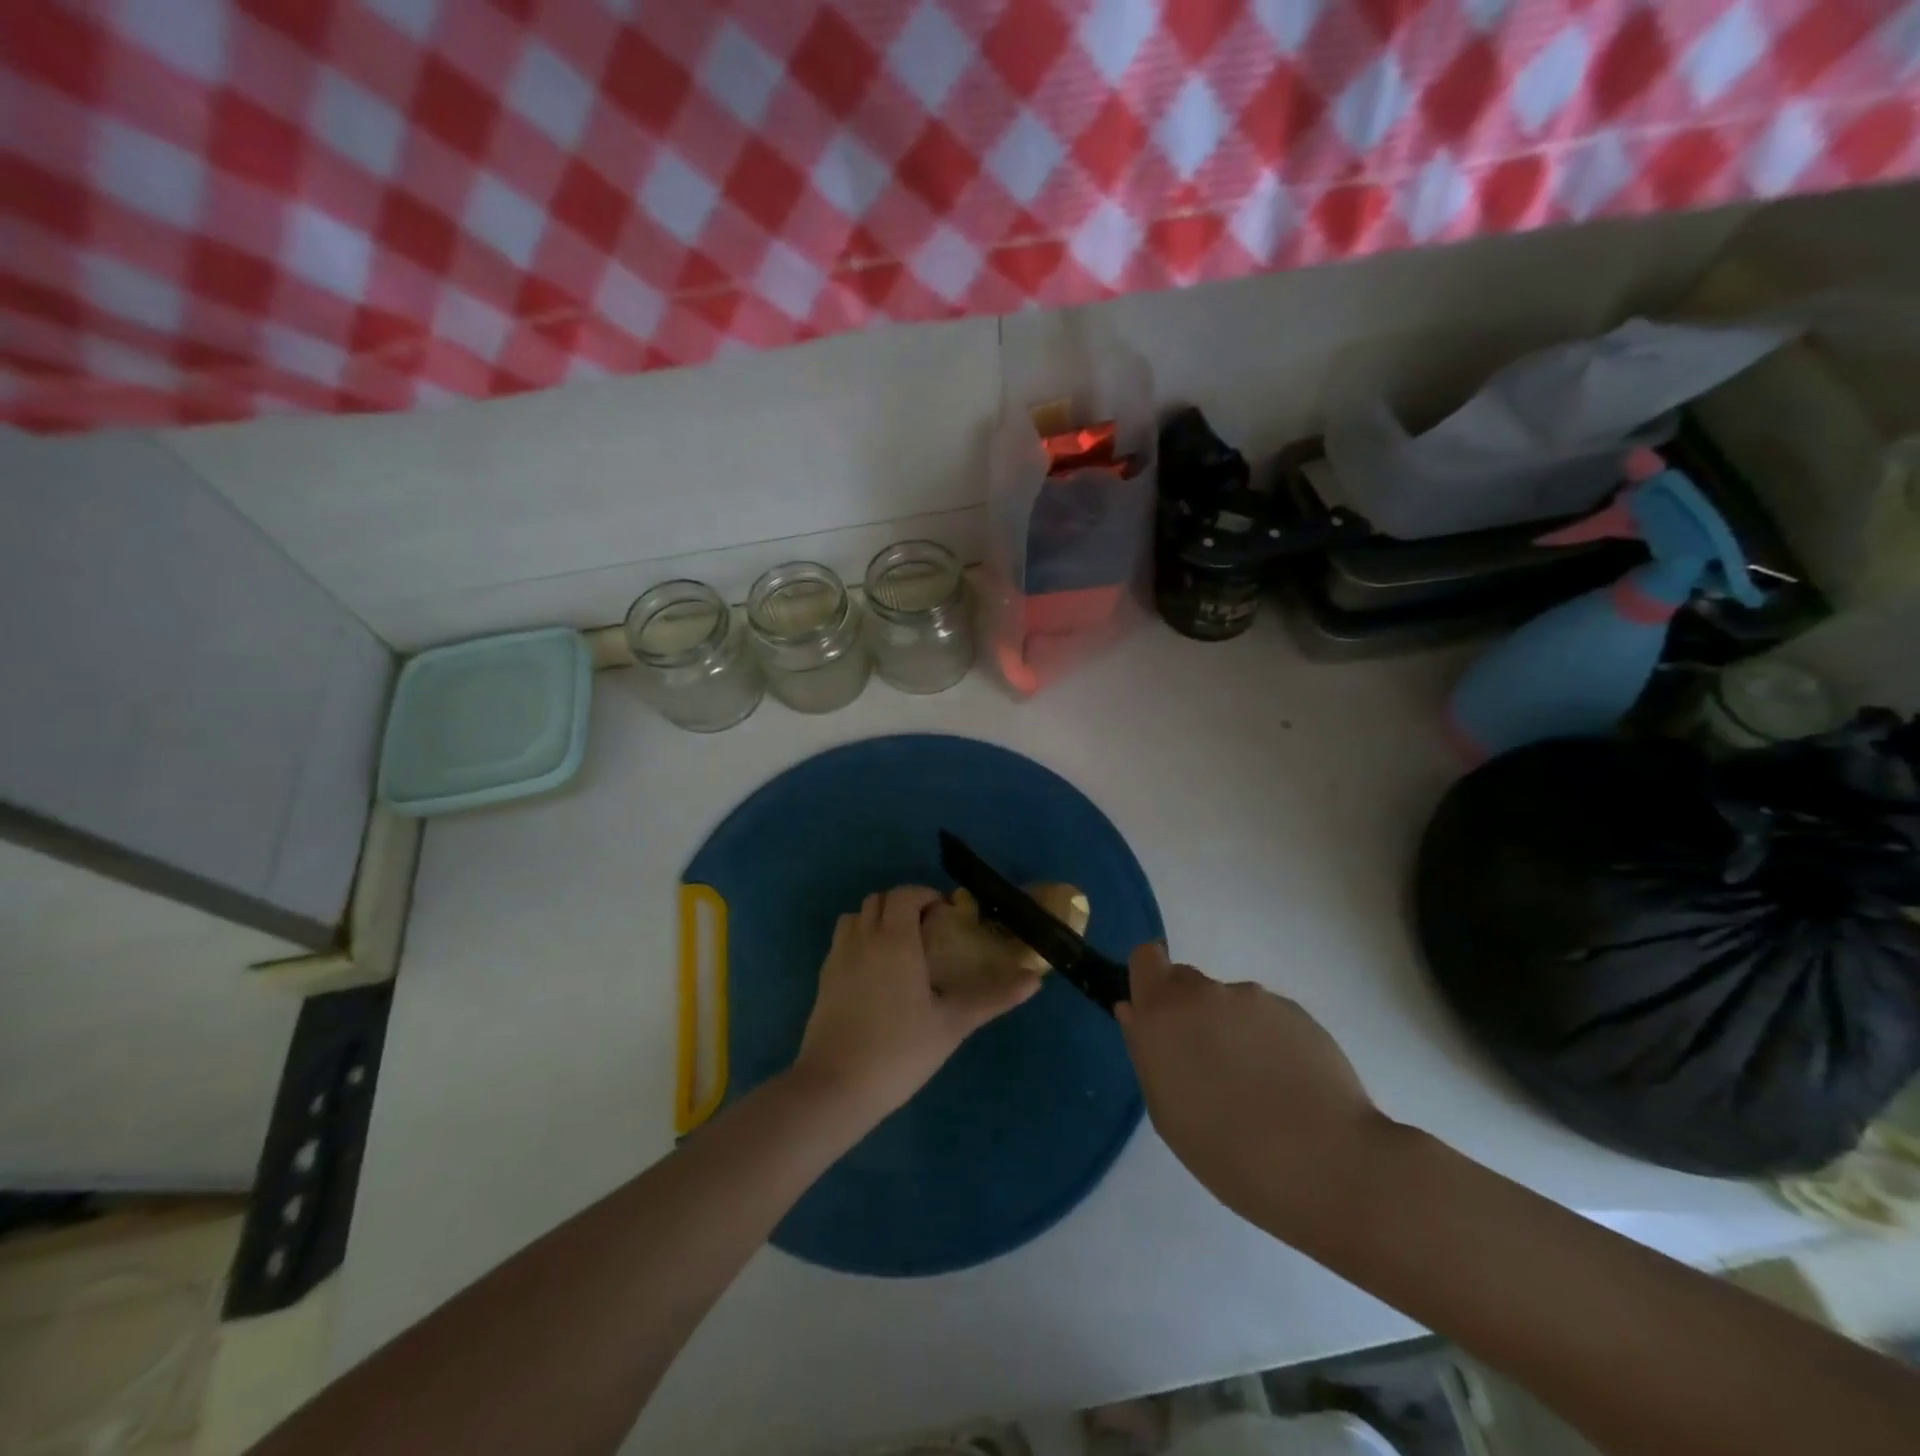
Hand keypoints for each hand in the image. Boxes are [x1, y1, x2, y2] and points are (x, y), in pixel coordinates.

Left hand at [792, 887, 1041, 1120]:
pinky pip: (842, 942)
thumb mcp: (952, 1024)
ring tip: (900, 949)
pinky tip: (876, 975)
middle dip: (903, 905)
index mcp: (894, 939)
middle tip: (927, 931)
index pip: (905, 895)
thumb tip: (1034, 979)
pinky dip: (860, 941)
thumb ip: (993, 997)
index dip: (925, 896)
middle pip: (878, 900)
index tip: (945, 916)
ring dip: (877, 920)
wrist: (835, 1087)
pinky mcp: (823, 979)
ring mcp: (837, 957)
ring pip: (855, 917)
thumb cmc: (899, 1051)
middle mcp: (862, 938)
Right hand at [1116, 943, 1388, 1241]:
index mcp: (1163, 1013)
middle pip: (1186, 982)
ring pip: (1229, 1004)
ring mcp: (1254, 999)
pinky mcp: (1296, 1012)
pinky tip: (1290, 1087)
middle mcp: (1204, 994)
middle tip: (1209, 1067)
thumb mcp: (1167, 1113)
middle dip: (1190, 1013)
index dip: (1150, 982)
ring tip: (1260, 1088)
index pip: (1145, 958)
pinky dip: (1270, 1042)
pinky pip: (1267, 1018)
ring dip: (1232, 1031)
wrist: (1329, 1166)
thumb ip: (1147, 1052)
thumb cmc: (1229, 1154)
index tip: (1159, 1020)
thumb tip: (1135, 1011)